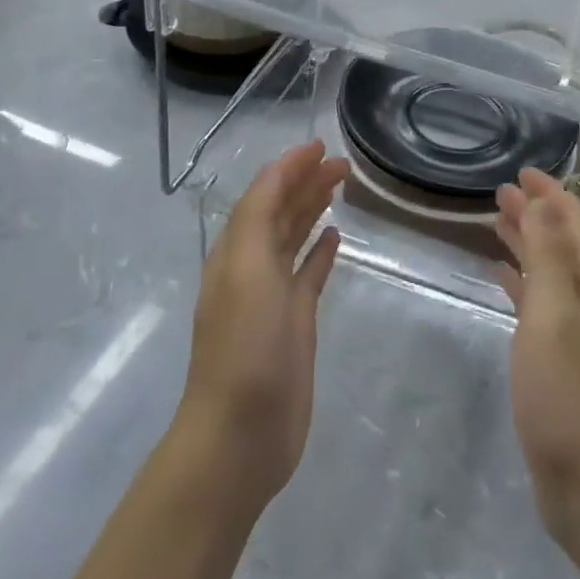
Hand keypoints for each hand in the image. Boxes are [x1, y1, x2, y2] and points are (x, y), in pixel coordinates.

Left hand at [173, 141, 349, 514]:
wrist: (241, 433)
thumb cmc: (244, 347)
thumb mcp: (246, 271)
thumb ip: (258, 218)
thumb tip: (281, 175)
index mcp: (236, 250)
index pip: (263, 194)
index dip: (289, 167)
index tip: (321, 145)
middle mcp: (252, 266)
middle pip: (280, 211)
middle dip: (306, 182)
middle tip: (343, 163)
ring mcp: (274, 296)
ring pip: (294, 238)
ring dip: (313, 209)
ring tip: (341, 187)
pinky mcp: (295, 323)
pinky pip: (308, 274)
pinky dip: (320, 252)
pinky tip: (336, 237)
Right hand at [495, 169, 579, 544]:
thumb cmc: (569, 397)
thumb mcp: (552, 317)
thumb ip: (546, 258)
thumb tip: (542, 206)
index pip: (576, 223)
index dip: (551, 195)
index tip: (521, 172)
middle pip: (563, 243)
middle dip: (536, 214)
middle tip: (500, 192)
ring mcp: (579, 333)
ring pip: (551, 271)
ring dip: (527, 244)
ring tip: (496, 222)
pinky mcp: (562, 360)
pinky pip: (541, 303)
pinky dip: (522, 282)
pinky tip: (500, 277)